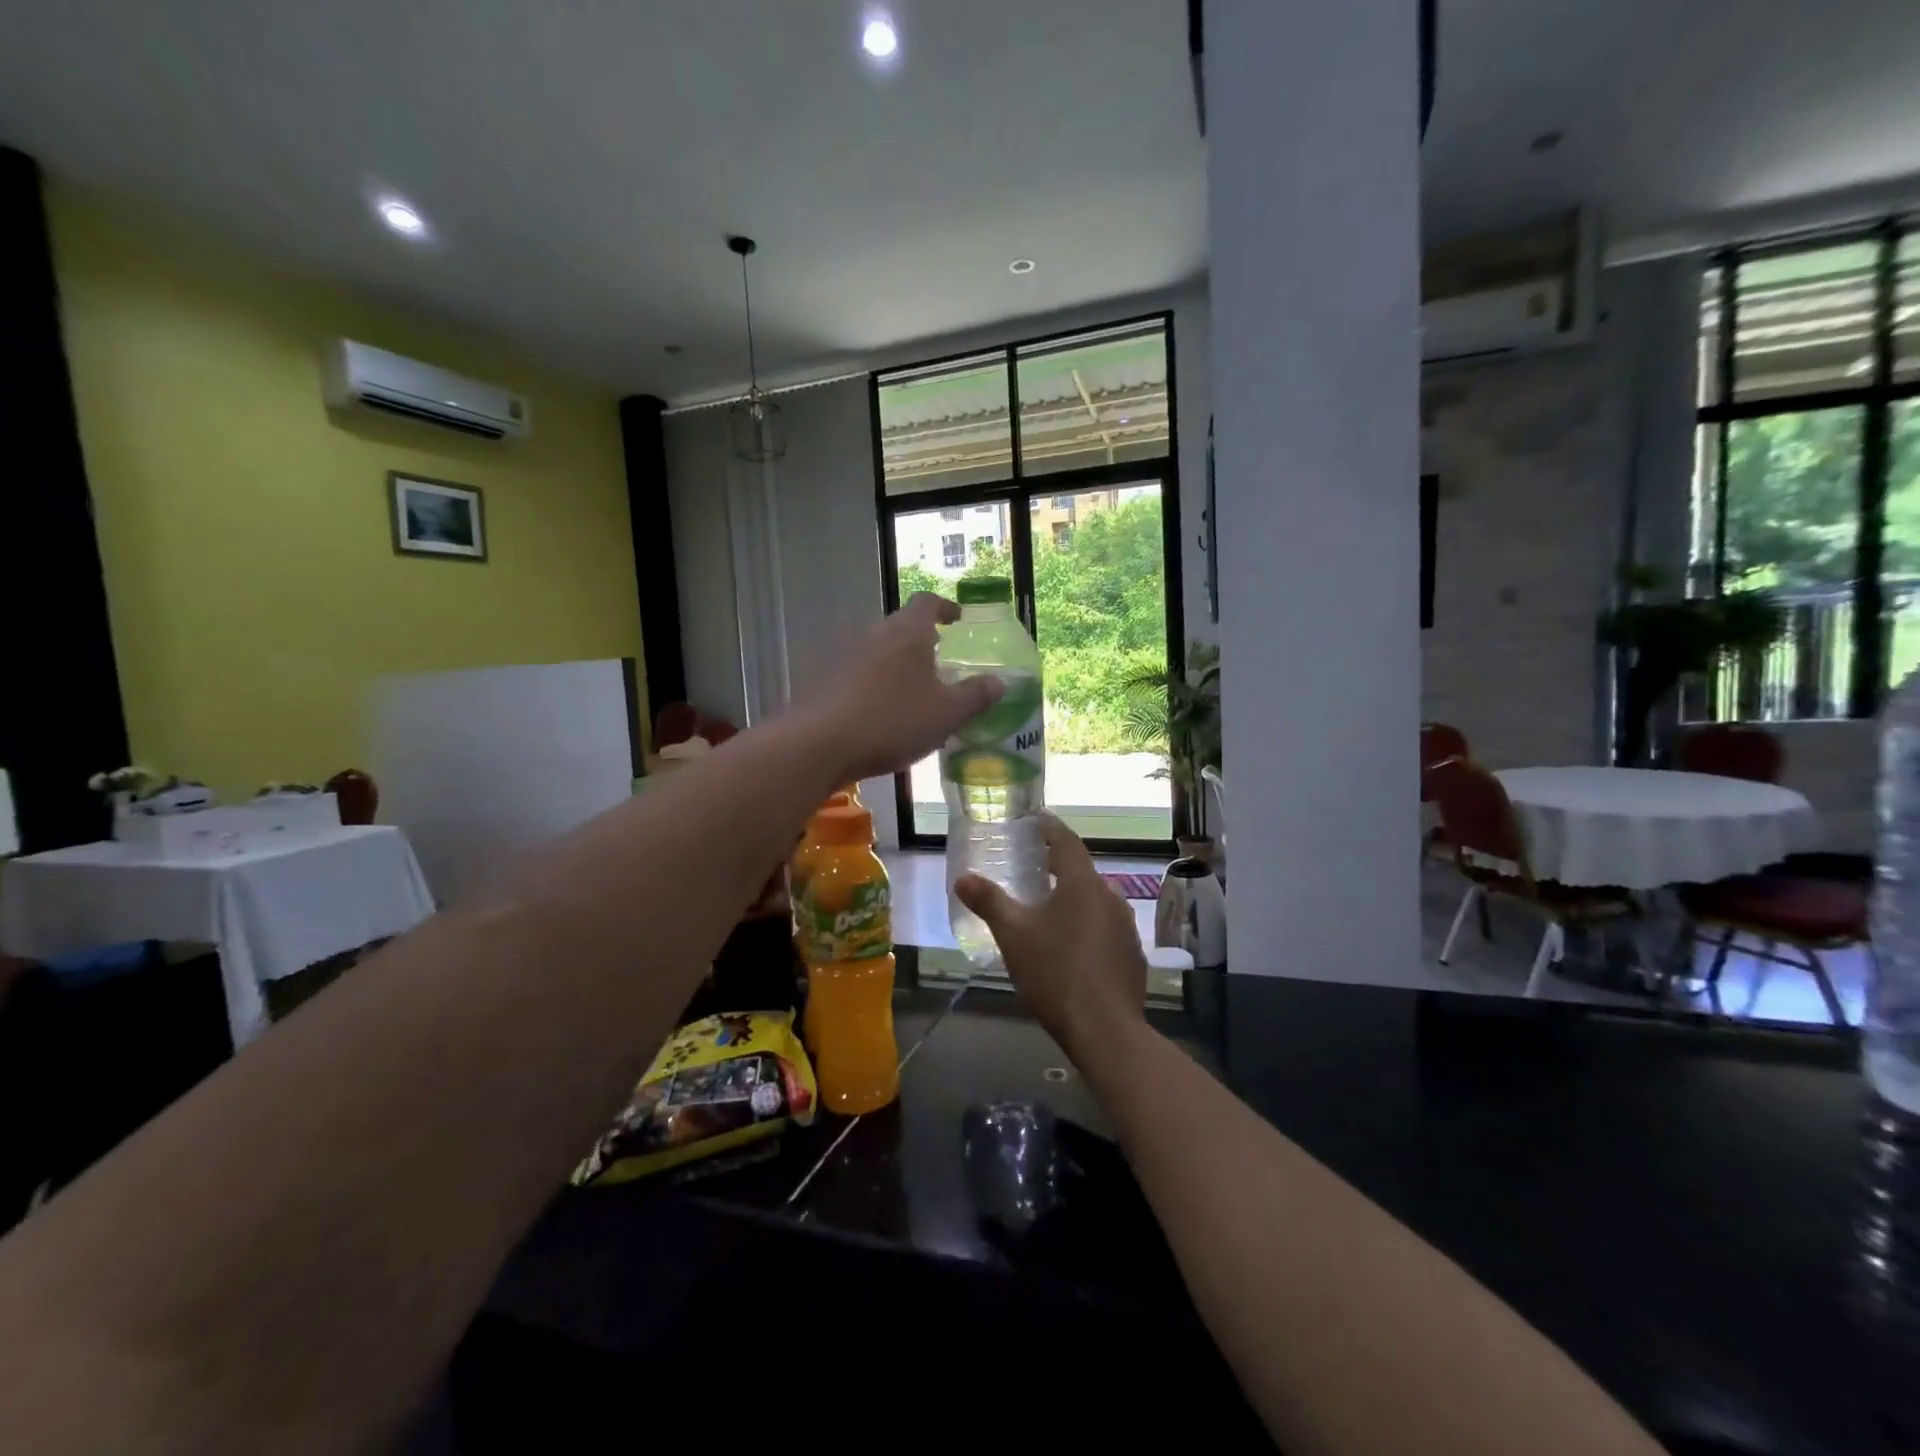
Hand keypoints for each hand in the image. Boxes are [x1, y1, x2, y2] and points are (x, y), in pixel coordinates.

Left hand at [805, 593, 1003, 783]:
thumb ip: (975, 696)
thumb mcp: (946, 714)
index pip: (927, 602)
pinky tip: (885, 713)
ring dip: (899, 664)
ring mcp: (846, 656)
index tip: (957, 619)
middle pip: (902, 625)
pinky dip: (878, 684)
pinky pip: (862, 674)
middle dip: (923, 639)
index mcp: (908, 633)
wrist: (820, 744)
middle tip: (940, 659)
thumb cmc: (892, 721)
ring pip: (881, 651)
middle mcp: (875, 635)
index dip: (945, 607)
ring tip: (916, 691)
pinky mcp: (827, 681)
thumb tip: (999, 682)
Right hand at [954, 814, 1146, 1059]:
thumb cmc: (1055, 972)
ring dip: (1072, 899)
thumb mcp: (1013, 935)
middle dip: (1057, 866)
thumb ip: (988, 902)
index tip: (1034, 819)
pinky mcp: (1132, 954)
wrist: (1105, 1030)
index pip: (1066, 840)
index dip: (1048, 826)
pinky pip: (1105, 928)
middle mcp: (1110, 896)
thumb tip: (962, 878)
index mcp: (1083, 883)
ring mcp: (1126, 926)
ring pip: (1095, 901)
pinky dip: (1086, 926)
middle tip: (1031, 867)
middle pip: (1081, 871)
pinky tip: (1070, 946)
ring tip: (1047, 909)